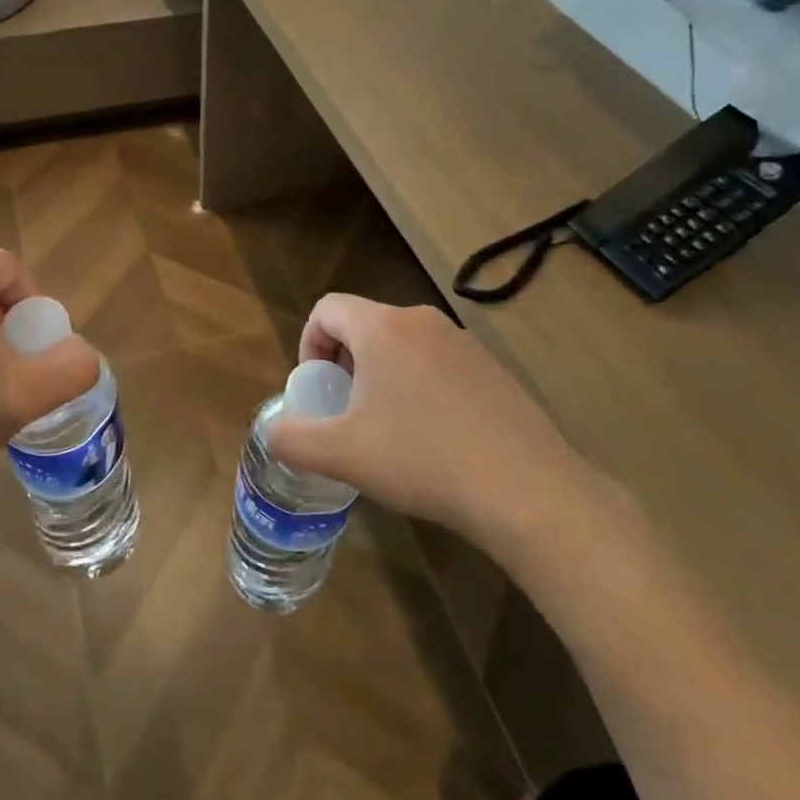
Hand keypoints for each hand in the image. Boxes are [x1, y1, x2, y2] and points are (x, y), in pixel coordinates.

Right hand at [266, 295, 613, 568]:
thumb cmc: (422, 460)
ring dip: (382, 375)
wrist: (526, 490)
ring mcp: (464, 343)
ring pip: (403, 344)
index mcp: (383, 328)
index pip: (328, 309)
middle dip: (345, 362)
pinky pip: (438, 363)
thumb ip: (292, 439)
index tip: (318, 388)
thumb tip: (273, 433)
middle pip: (365, 324)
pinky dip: (420, 386)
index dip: (309, 343)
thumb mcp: (342, 455)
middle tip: (347, 411)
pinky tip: (434, 437)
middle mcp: (423, 322)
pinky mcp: (493, 368)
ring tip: (388, 427)